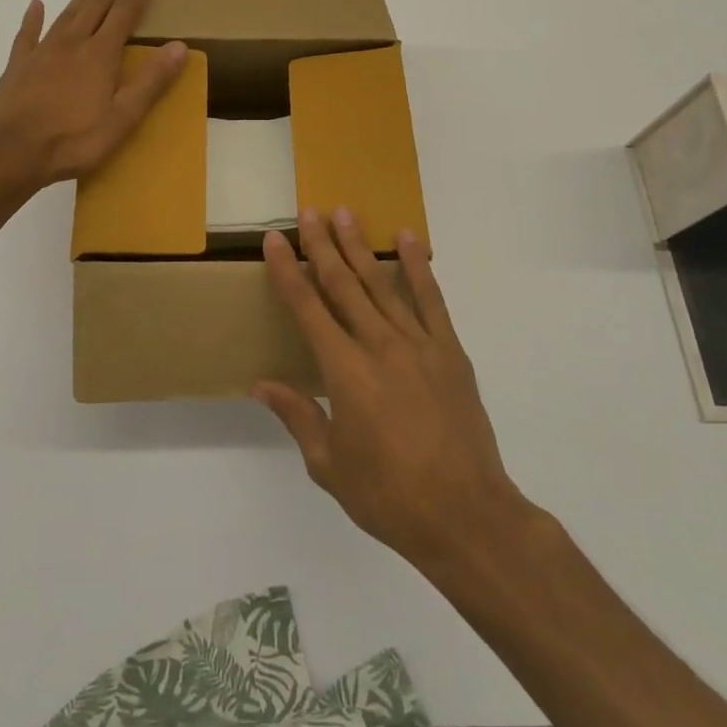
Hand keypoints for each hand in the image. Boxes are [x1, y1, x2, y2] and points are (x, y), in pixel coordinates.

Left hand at [0, 0, 187, 189]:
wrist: (11, 152)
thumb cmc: (74, 139)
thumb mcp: (123, 117)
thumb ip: (151, 81)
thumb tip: (179, 46)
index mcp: (100, 56)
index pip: (122, 17)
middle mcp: (72, 45)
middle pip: (94, 8)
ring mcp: (41, 53)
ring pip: (65, 15)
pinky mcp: (17, 67)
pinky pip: (27, 35)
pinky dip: (33, 19)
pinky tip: (36, 6)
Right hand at [255, 209, 530, 572]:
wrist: (466, 514)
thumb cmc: (389, 496)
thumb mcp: (329, 464)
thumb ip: (297, 415)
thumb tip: (260, 383)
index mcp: (345, 372)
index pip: (307, 308)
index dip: (287, 271)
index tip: (275, 240)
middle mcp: (379, 345)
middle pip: (343, 284)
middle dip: (322, 245)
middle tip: (309, 212)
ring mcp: (418, 344)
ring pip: (382, 283)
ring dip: (360, 247)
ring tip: (345, 213)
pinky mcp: (450, 350)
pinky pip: (431, 298)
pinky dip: (418, 265)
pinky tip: (407, 239)